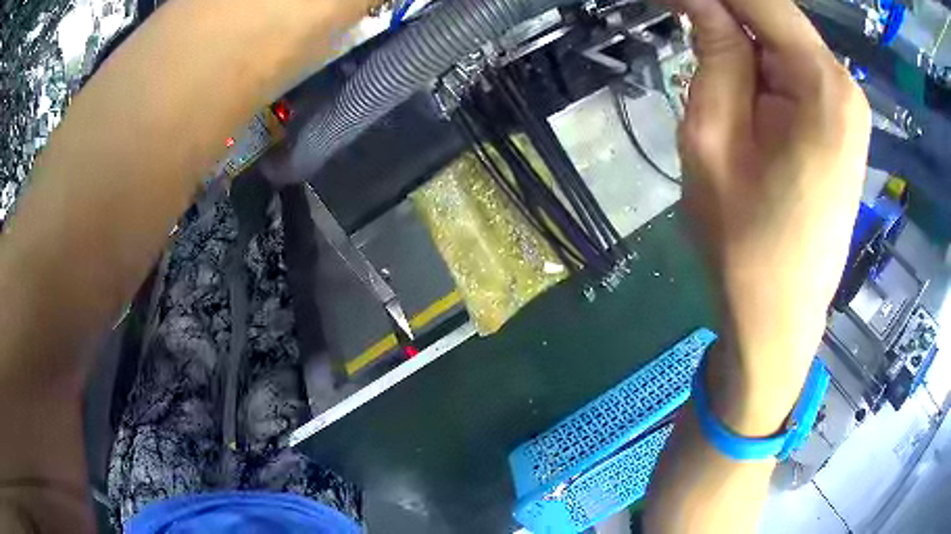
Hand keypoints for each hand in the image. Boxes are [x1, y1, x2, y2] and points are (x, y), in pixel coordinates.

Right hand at [676, 0, 870, 432]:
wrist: (778, 319)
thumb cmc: (744, 244)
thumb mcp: (713, 139)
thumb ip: (714, 54)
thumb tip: (700, 2)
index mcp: (823, 84)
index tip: (668, 2)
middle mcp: (844, 86)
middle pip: (775, 17)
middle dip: (723, 13)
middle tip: (677, 23)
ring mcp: (847, 107)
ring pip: (782, 42)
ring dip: (738, 38)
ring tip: (702, 58)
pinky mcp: (840, 126)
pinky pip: (793, 70)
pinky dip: (758, 62)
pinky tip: (735, 81)